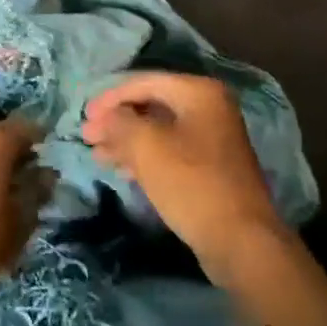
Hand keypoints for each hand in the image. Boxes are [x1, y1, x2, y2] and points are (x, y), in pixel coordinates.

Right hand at [83, 72, 285, 276]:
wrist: (241, 242)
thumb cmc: (191, 183)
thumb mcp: (146, 146)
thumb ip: (119, 123)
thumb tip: (105, 117)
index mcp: (199, 92)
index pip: (144, 82)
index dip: (110, 98)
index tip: (85, 117)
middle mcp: (210, 107)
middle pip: (152, 105)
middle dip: (118, 121)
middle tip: (88, 137)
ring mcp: (214, 139)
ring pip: (160, 131)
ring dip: (127, 141)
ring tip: (98, 155)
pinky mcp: (212, 168)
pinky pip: (171, 152)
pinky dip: (145, 157)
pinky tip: (122, 170)